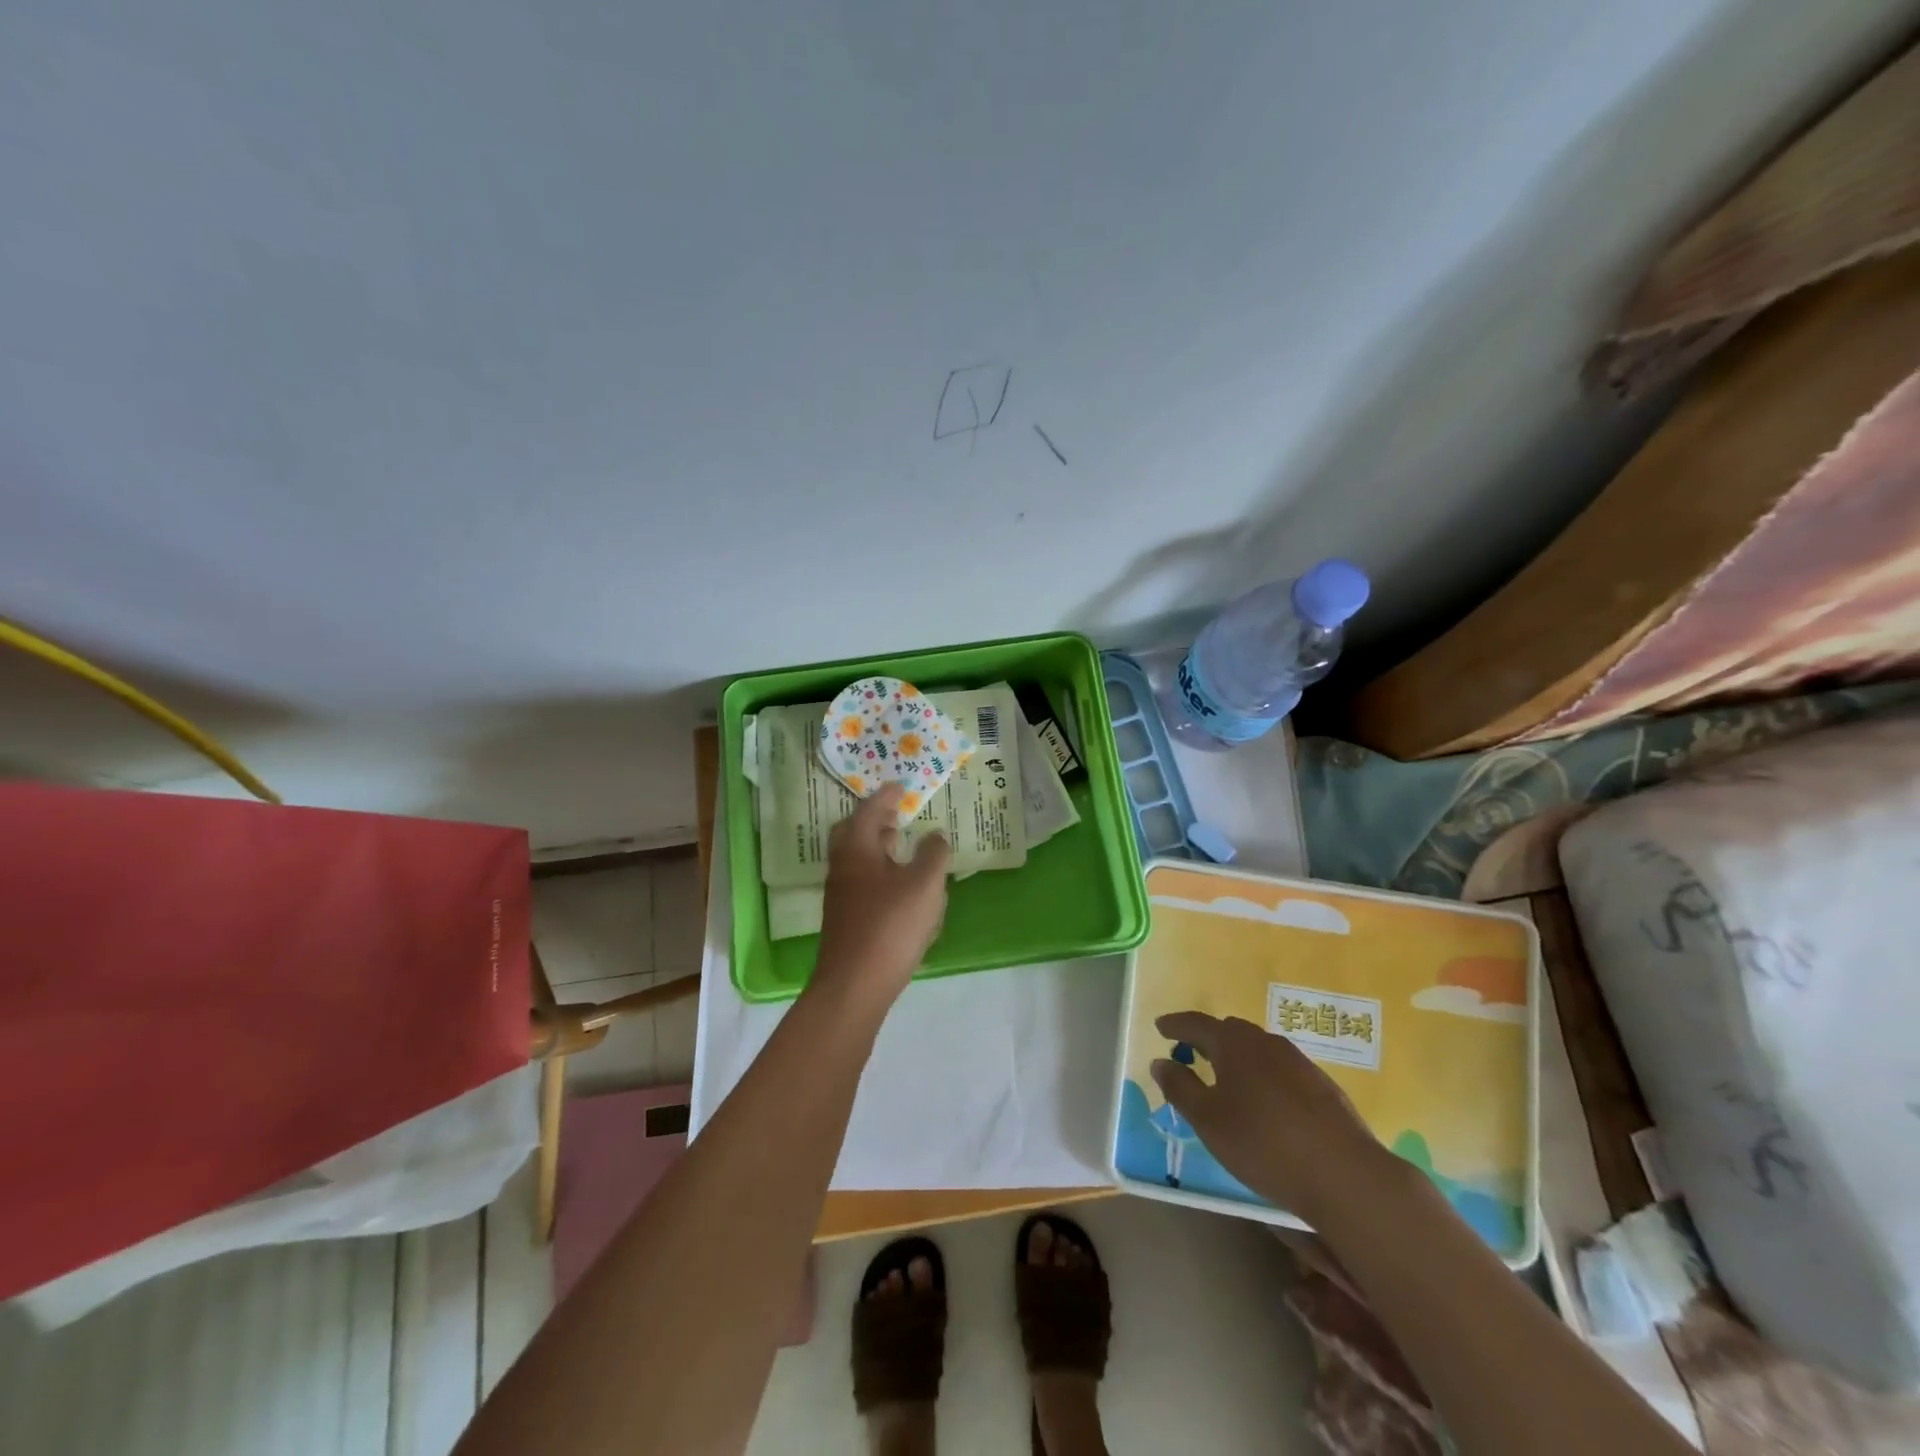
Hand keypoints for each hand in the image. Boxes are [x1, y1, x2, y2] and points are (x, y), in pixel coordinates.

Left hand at [811, 783, 950, 1010]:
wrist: (855, 984)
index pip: (868, 812)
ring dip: (878, 849)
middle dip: (875, 822)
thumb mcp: (924, 884)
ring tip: (903, 848)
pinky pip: (863, 884)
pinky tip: (903, 891)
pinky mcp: (847, 920)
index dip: (885, 797)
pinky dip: (881, 875)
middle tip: (897, 816)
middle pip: (854, 834)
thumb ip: (933, 855)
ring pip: (858, 861)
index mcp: (857, 850)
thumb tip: (934, 836)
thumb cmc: (890, 925)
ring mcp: (842, 896)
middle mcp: (843, 868)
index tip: (900, 787)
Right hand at [1151, 1011, 1389, 1223]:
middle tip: (1190, 1053)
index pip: (1197, 1024)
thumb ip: (1180, 1088)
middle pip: (1230, 1032)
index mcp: (1234, 1044)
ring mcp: (1299, 1062)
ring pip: (1258, 1050)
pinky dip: (1262, 1076)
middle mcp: (1266, 1042)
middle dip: (1207, 1039)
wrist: (1346, 1176)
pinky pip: (1280, 1069)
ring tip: (1226, 1079)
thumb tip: (1160, 1062)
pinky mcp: (1322, 1086)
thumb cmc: (1264, 1144)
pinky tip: (1264, 1102)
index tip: (1160, 1027)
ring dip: (1237, 1058)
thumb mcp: (1209, 1120)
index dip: (1176, 1025)